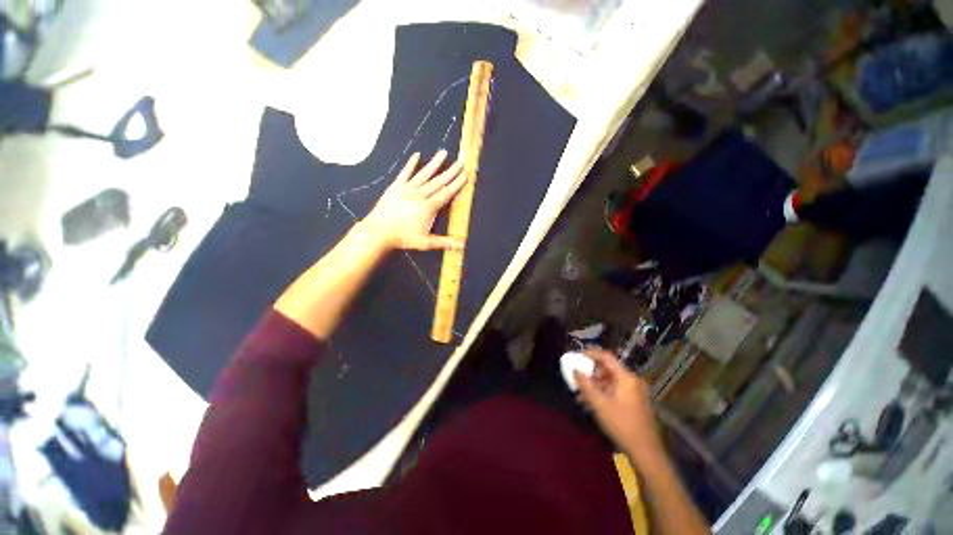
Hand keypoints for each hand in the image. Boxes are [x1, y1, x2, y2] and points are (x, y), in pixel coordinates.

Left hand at [362, 151, 466, 250]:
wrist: (378, 231)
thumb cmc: (403, 238)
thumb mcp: (425, 243)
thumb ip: (445, 242)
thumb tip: (462, 245)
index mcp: (428, 207)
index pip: (446, 193)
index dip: (457, 184)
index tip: (465, 175)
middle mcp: (420, 195)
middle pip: (438, 181)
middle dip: (451, 171)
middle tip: (461, 161)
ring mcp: (407, 189)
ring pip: (424, 174)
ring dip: (435, 164)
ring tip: (443, 152)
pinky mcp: (396, 186)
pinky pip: (405, 173)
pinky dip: (411, 164)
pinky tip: (417, 155)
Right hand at [575, 348, 661, 458]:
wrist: (646, 452)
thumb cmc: (622, 425)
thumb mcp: (599, 404)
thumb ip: (585, 385)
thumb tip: (575, 370)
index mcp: (626, 377)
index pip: (606, 356)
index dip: (590, 353)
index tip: (577, 355)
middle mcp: (632, 380)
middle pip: (608, 368)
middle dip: (590, 371)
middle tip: (577, 376)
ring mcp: (634, 391)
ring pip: (610, 380)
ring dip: (595, 383)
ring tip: (581, 392)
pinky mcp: (634, 401)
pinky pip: (615, 389)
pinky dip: (602, 391)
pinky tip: (591, 401)